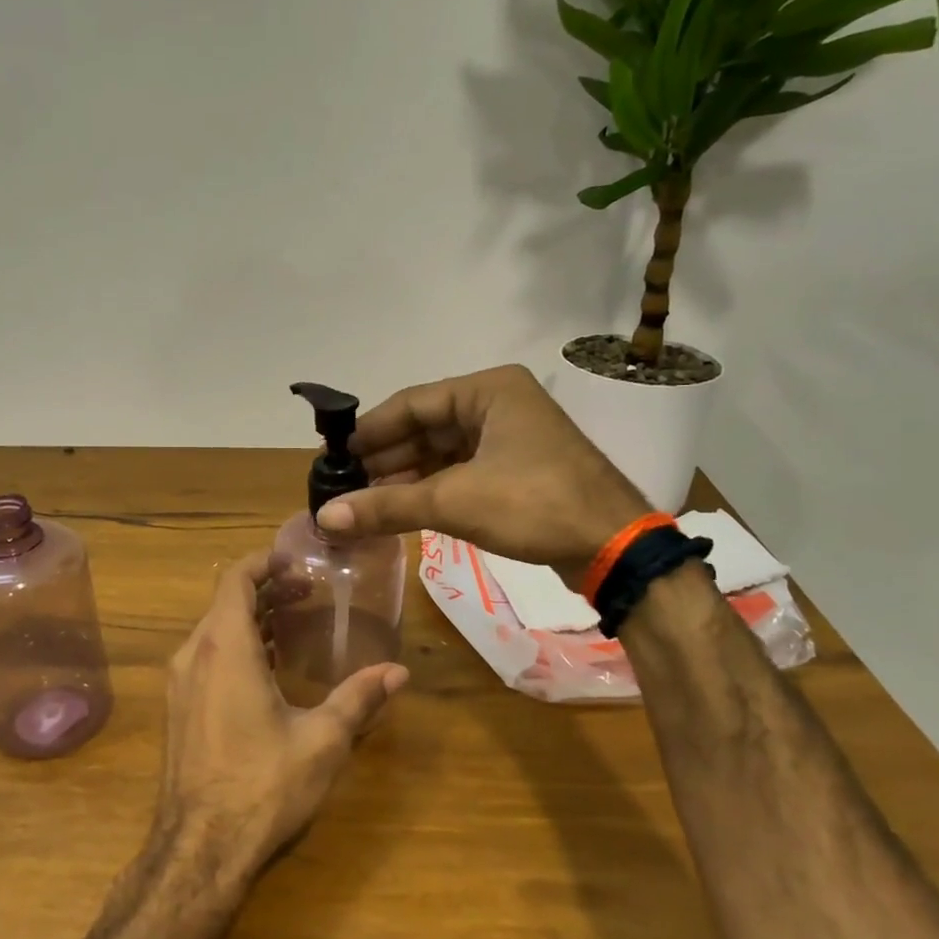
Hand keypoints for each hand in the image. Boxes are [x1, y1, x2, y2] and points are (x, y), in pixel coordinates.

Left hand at [155, 552, 407, 883]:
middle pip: (226, 602)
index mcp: (225, 648)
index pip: (237, 579)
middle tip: (309, 593)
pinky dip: (237, 647)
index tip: (298, 561)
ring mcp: (180, 684)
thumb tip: (399, 672)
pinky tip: (269, 668)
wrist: (199, 850)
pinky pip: (206, 658)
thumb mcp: (321, 741)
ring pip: (214, 631)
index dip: (265, 562)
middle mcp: (194, 655)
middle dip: (267, 590)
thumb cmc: (262, 786)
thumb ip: (359, 699)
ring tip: (295, 623)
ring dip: (252, 620)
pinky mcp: (178, 709)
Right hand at [315, 364, 649, 585]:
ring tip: (365, 502)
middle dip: (386, 459)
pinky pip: (463, 471)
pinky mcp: (519, 469)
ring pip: (444, 452)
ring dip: (406, 478)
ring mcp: (512, 437)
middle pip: (427, 427)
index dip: (370, 431)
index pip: (412, 403)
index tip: (335, 456)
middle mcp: (499, 404)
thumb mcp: (454, 502)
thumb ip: (386, 507)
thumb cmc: (533, 505)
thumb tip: (324, 518)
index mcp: (488, 390)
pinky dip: (432, 489)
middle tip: (345, 485)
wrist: (613, 547)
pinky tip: (402, 509)